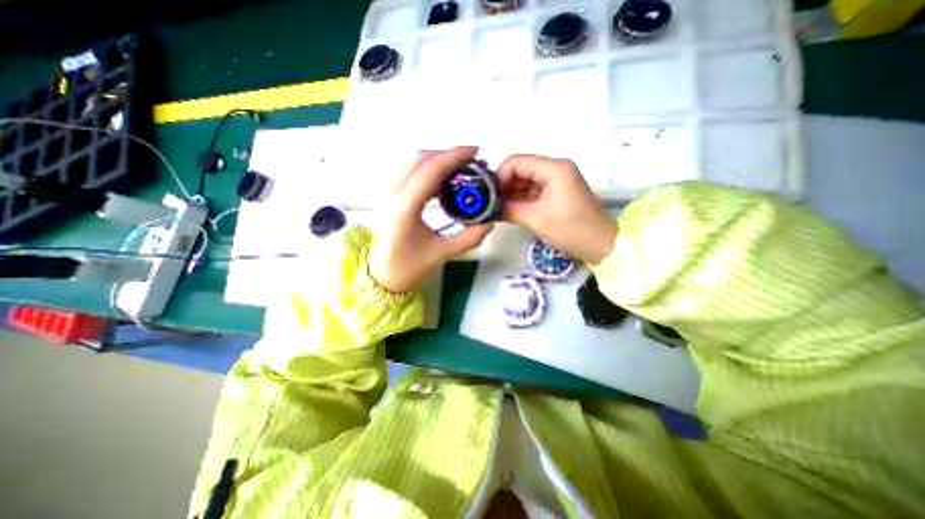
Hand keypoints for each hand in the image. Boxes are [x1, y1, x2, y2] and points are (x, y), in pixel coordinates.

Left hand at [371, 147, 498, 291]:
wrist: (380, 279)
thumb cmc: (407, 268)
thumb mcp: (441, 253)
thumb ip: (469, 238)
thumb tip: (489, 223)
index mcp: (405, 207)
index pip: (431, 170)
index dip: (454, 156)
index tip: (474, 152)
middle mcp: (393, 194)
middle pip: (420, 160)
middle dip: (447, 155)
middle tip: (470, 162)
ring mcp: (388, 195)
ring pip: (412, 163)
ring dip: (435, 160)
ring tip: (458, 169)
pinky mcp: (389, 199)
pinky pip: (407, 173)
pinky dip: (426, 170)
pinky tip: (441, 182)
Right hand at [496, 155, 617, 263]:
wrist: (602, 245)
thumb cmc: (572, 230)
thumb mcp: (537, 219)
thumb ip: (509, 209)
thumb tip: (488, 209)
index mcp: (553, 168)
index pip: (516, 162)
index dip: (499, 177)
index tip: (489, 196)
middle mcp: (554, 168)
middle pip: (520, 170)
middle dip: (503, 187)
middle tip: (490, 205)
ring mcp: (556, 181)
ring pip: (524, 181)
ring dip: (510, 195)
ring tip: (497, 210)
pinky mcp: (555, 193)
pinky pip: (532, 191)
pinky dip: (519, 200)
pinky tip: (508, 211)